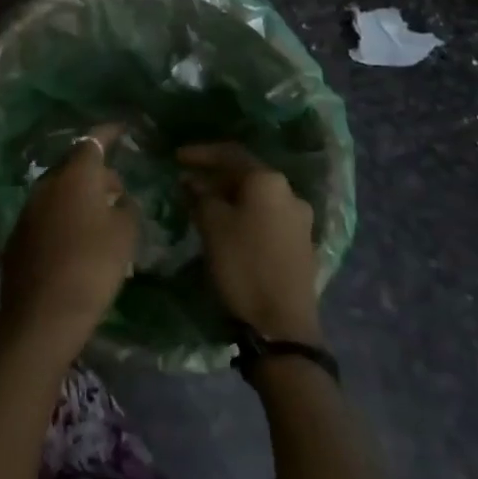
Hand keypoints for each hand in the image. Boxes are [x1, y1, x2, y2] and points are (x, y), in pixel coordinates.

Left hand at [0, 125, 138, 365]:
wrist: (41, 315)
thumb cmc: (92, 267)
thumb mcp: (125, 236)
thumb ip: (126, 209)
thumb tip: (119, 199)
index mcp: (74, 176)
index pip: (92, 141)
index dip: (108, 133)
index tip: (122, 128)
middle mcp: (47, 184)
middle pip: (74, 166)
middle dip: (97, 172)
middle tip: (119, 190)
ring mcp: (29, 209)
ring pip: (60, 191)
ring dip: (81, 196)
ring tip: (103, 217)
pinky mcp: (20, 235)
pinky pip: (49, 214)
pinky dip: (66, 217)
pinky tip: (79, 240)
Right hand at [179, 143, 322, 343]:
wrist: (281, 325)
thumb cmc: (242, 264)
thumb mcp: (212, 225)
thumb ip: (200, 195)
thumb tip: (193, 181)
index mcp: (269, 182)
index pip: (230, 154)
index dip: (200, 153)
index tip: (176, 158)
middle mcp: (290, 193)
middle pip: (246, 174)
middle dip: (215, 177)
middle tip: (187, 184)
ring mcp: (300, 220)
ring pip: (257, 197)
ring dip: (229, 197)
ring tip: (203, 206)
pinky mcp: (301, 244)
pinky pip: (267, 216)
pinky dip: (245, 214)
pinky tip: (227, 227)